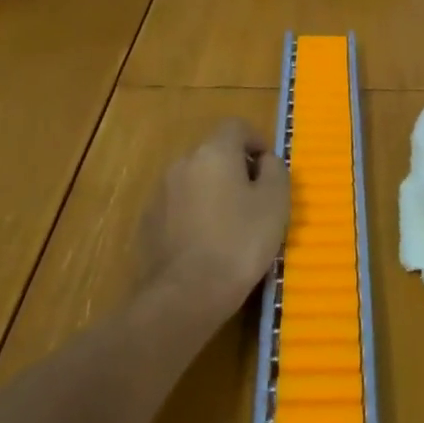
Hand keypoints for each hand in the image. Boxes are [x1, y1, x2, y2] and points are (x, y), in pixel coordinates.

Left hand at [139, 118, 288, 314]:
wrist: (186, 295)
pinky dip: (194, 214)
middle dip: (234, 168)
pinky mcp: (148, 223)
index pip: (236, 126)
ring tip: (231, 225)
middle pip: (214, 153)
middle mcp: (182, 163)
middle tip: (254, 199)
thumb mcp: (276, 202)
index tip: (268, 168)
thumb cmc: (239, 242)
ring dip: (213, 192)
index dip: (256, 141)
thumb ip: (275, 170)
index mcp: (214, 152)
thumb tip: (265, 161)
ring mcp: (160, 193)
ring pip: (195, 180)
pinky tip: (206, 244)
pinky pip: (178, 206)